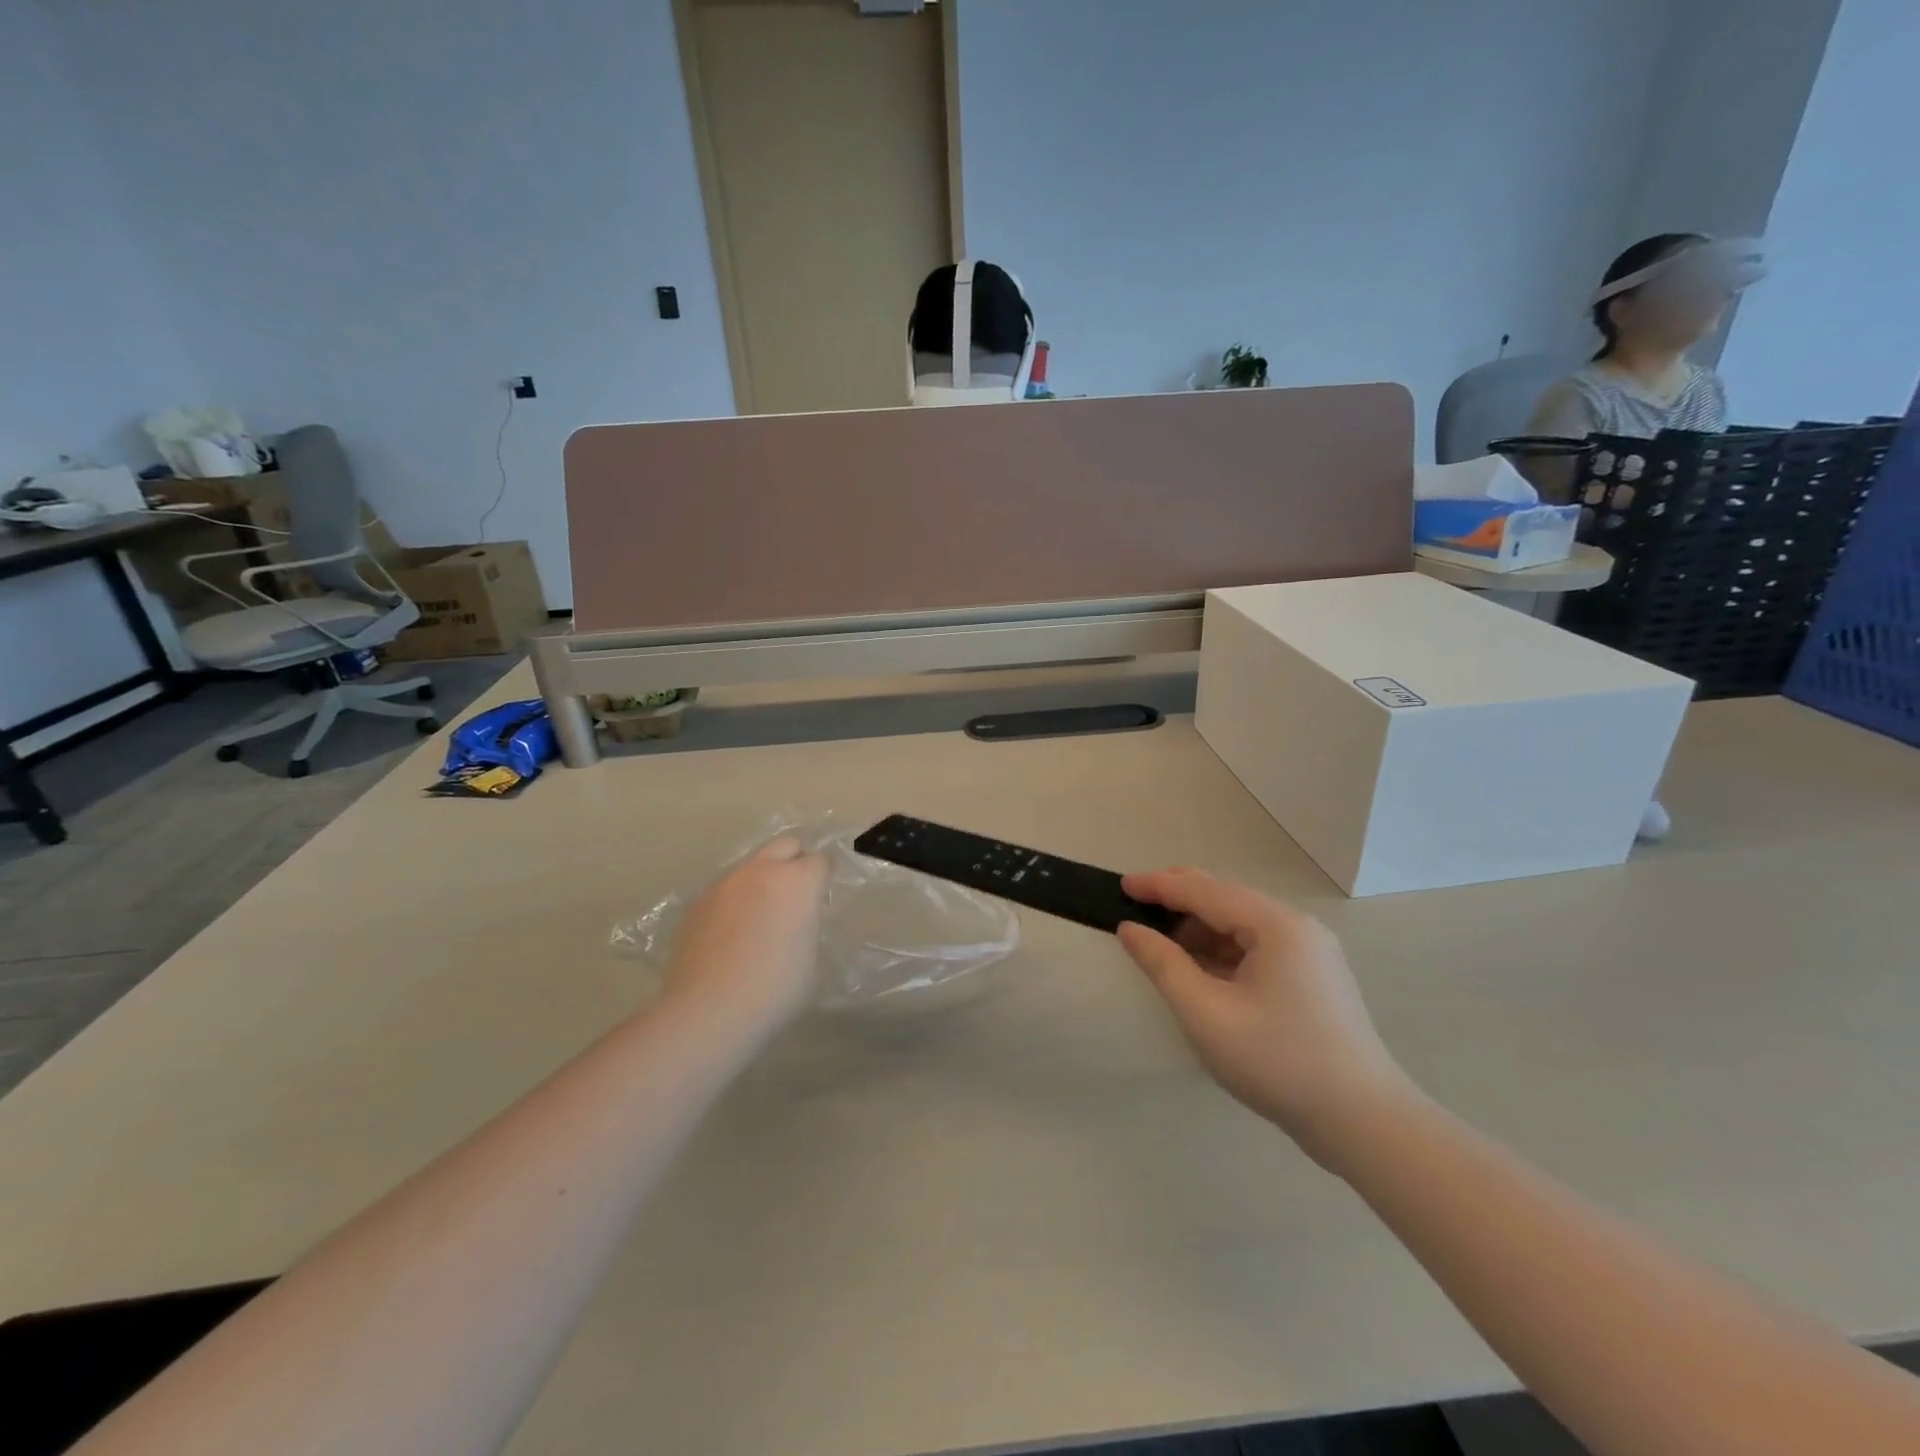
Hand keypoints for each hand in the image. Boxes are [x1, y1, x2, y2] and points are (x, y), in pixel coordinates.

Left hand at [662, 838, 829, 1033]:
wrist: (708, 1012)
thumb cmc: (775, 991)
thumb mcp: (814, 966)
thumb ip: (810, 933)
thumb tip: (799, 929)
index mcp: (798, 883)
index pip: (821, 861)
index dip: (824, 878)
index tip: (822, 899)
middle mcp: (761, 872)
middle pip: (785, 845)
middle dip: (794, 862)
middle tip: (794, 897)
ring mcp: (724, 885)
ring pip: (751, 867)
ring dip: (761, 882)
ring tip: (758, 920)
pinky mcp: (696, 904)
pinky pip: (724, 892)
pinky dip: (733, 904)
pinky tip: (729, 938)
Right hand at [1118, 869, 1414, 1165]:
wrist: (1363, 1122)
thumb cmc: (1278, 1062)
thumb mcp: (1206, 1014)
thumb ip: (1163, 964)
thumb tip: (1131, 930)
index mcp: (1276, 925)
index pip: (1204, 891)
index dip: (1159, 886)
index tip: (1120, 885)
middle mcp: (1296, 926)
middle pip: (1225, 898)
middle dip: (1177, 900)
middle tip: (1134, 907)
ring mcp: (1309, 951)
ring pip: (1240, 924)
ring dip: (1198, 928)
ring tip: (1160, 944)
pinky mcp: (1312, 976)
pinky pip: (1256, 947)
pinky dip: (1221, 950)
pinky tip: (1199, 968)